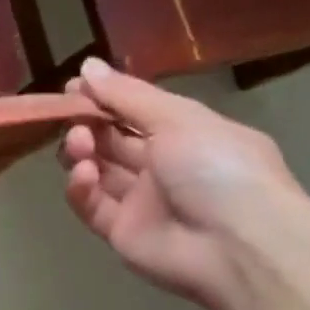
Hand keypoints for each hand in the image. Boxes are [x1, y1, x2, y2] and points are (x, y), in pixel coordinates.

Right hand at [58, 58, 304, 309]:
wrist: (238, 244)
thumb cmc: (217, 168)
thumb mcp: (178, 118)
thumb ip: (126, 95)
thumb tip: (86, 66)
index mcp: (187, 135)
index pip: (136, 112)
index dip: (104, 99)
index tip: (74, 88)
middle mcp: (163, 166)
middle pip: (112, 141)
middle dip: (88, 125)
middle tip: (72, 118)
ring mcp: (141, 201)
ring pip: (98, 171)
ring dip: (81, 153)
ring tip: (79, 146)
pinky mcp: (121, 232)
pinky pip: (91, 205)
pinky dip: (81, 188)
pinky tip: (83, 175)